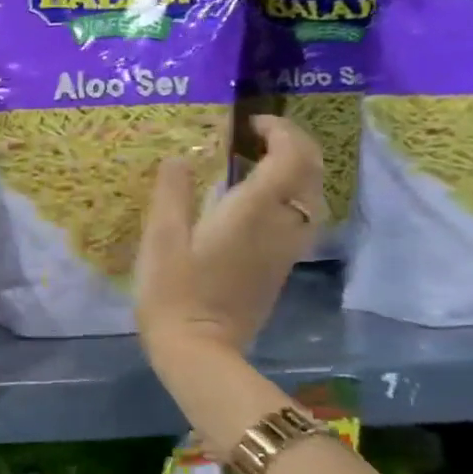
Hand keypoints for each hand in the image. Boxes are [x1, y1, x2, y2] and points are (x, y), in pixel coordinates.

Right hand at [134, 114, 324, 359]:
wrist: (198, 349)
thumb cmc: (173, 292)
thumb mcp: (160, 239)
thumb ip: (172, 193)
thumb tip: (180, 158)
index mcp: (252, 212)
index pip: (290, 157)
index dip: (279, 131)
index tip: (249, 123)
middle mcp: (280, 226)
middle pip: (311, 173)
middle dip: (294, 145)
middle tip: (259, 136)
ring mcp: (285, 250)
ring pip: (312, 197)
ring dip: (296, 171)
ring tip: (260, 163)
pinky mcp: (280, 268)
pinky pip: (300, 219)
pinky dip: (290, 197)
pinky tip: (259, 202)